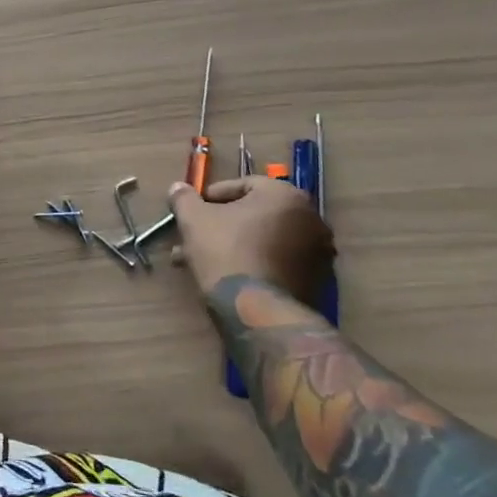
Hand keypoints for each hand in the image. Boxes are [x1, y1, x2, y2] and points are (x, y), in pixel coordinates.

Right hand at [169, 176, 333, 304]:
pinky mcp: (316, 281)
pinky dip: (254, 263)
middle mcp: (310, 218)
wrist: (260, 312)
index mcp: (285, 195)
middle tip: (195, 237)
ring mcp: (318, 252)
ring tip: (203, 261)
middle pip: (255, 214)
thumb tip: (178, 187)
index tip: (193, 211)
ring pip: (264, 240)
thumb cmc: (226, 253)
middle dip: (221, 225)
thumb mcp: (194, 219)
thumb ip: (184, 198)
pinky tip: (227, 276)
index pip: (243, 184)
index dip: (212, 196)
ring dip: (234, 245)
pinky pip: (278, 262)